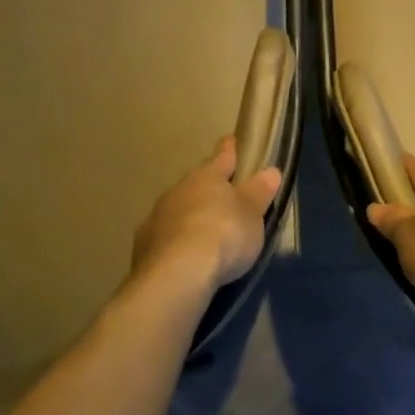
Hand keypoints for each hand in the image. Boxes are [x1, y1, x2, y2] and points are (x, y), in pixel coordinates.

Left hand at [131, 137, 281, 294]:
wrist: (177, 274)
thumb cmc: (223, 234)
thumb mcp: (252, 214)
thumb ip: (259, 192)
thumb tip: (271, 171)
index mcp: (207, 176)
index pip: (222, 156)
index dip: (230, 149)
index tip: (232, 140)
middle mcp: (179, 190)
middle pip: (198, 183)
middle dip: (209, 188)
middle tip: (223, 198)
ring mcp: (158, 216)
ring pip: (178, 209)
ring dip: (190, 216)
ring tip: (204, 233)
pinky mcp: (144, 245)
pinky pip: (164, 236)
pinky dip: (175, 241)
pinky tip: (182, 256)